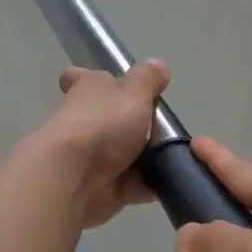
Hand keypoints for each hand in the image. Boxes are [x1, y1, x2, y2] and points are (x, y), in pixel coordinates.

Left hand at [27, 60, 170, 229]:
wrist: (73, 177)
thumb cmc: (102, 124)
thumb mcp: (134, 92)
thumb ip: (148, 79)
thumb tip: (158, 64)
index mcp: (88, 89)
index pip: (83, 77)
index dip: (98, 80)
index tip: (120, 87)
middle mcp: (85, 119)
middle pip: (109, 118)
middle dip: (136, 124)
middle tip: (167, 129)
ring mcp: (90, 155)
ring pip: (123, 152)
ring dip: (146, 156)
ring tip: (178, 155)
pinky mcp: (101, 187)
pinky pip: (131, 182)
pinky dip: (148, 183)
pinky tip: (172, 180)